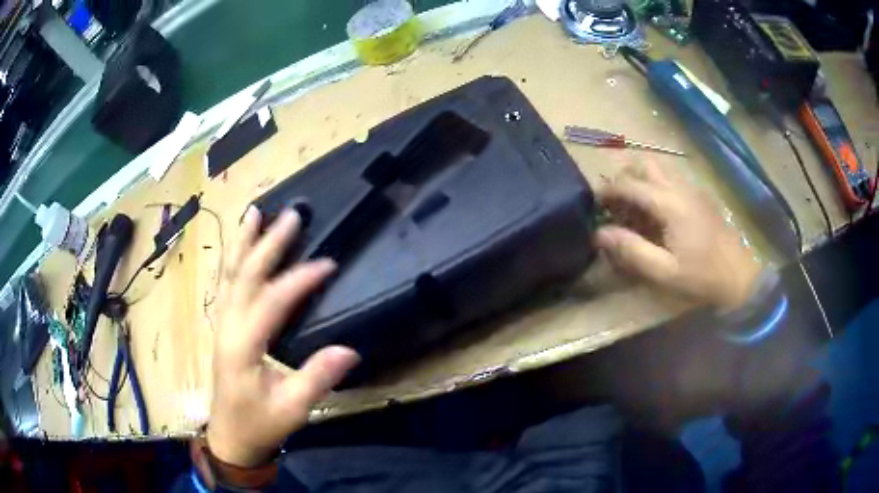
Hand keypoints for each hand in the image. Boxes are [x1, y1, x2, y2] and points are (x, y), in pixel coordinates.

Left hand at [207, 207, 359, 466]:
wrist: (230, 438)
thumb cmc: (260, 424)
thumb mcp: (292, 408)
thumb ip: (317, 378)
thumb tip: (350, 350)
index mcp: (243, 345)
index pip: (272, 300)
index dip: (300, 279)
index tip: (329, 263)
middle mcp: (228, 326)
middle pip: (245, 275)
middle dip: (268, 242)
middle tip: (290, 214)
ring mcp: (222, 324)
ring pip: (229, 274)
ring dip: (242, 242)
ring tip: (254, 212)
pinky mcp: (223, 328)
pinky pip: (226, 284)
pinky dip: (234, 259)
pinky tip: (240, 247)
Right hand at [595, 161, 760, 310]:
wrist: (740, 277)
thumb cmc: (702, 276)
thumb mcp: (665, 271)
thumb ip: (632, 250)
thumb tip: (599, 234)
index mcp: (670, 204)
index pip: (630, 185)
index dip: (607, 190)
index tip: (593, 202)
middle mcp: (680, 187)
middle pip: (644, 164)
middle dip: (625, 177)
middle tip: (616, 203)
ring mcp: (692, 189)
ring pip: (659, 168)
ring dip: (641, 180)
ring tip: (635, 207)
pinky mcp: (700, 195)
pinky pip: (672, 179)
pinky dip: (657, 186)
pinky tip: (658, 213)